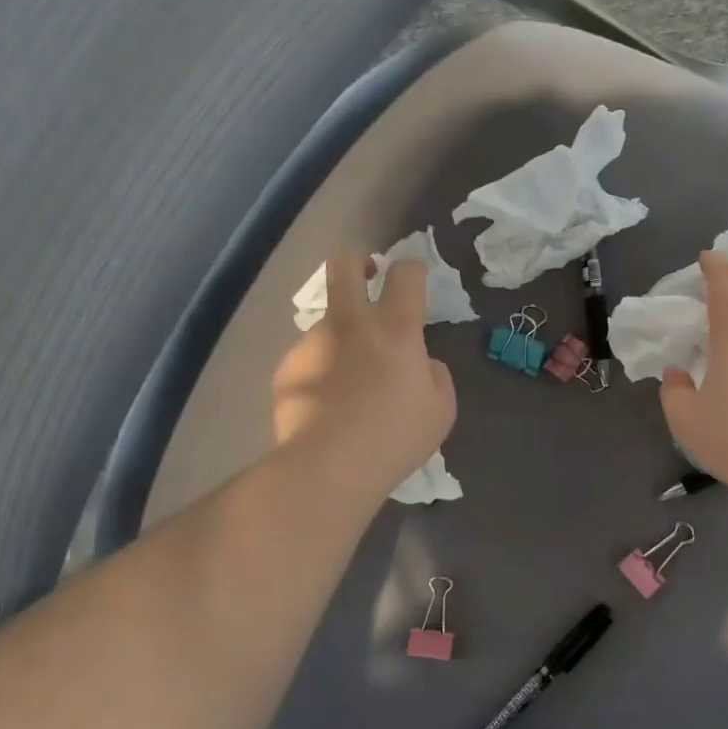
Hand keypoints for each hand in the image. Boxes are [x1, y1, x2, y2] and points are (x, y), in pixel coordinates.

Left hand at [271, 255, 456, 502]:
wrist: (328, 466)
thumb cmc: (395, 438)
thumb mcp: (440, 411)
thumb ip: (435, 375)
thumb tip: (421, 363)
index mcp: (395, 330)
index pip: (407, 275)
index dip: (413, 269)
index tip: (414, 278)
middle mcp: (351, 325)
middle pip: (344, 266)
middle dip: (357, 261)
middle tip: (366, 277)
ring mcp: (312, 344)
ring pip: (327, 323)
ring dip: (340, 337)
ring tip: (347, 381)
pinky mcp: (287, 369)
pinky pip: (309, 360)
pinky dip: (320, 373)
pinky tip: (326, 405)